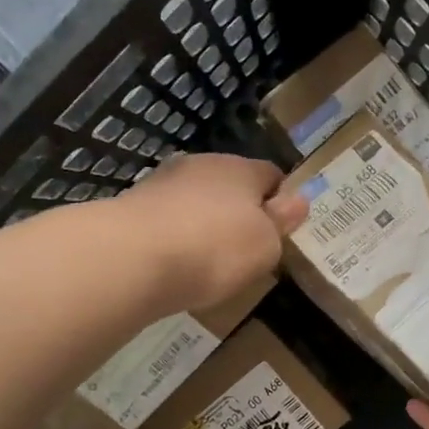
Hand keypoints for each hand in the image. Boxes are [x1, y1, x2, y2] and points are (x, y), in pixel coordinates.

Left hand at [114, 153, 307, 311]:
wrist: (131, 258)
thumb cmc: (214, 249)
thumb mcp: (265, 245)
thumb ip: (281, 223)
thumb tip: (297, 201)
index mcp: (240, 168)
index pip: (271, 174)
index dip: (280, 199)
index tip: (281, 229)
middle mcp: (200, 165)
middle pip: (230, 184)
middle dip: (238, 210)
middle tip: (245, 248)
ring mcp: (161, 183)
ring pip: (194, 200)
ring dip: (203, 222)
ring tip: (207, 260)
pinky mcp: (131, 207)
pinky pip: (166, 220)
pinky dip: (174, 237)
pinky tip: (174, 263)